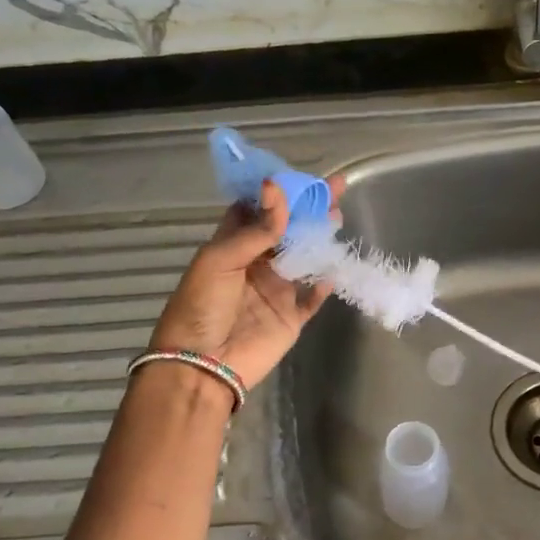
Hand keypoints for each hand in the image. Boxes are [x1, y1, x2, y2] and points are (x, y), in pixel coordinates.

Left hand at [148, 178, 340, 389]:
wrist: (202, 366)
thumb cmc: (202, 306)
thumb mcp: (221, 259)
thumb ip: (256, 228)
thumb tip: (277, 187)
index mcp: (232, 246)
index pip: (257, 211)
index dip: (277, 192)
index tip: (300, 174)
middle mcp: (256, 264)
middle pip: (287, 230)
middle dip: (308, 209)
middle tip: (334, 187)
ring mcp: (276, 291)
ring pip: (304, 258)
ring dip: (320, 238)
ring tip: (338, 216)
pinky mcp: (291, 317)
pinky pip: (313, 298)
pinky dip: (324, 284)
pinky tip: (334, 269)